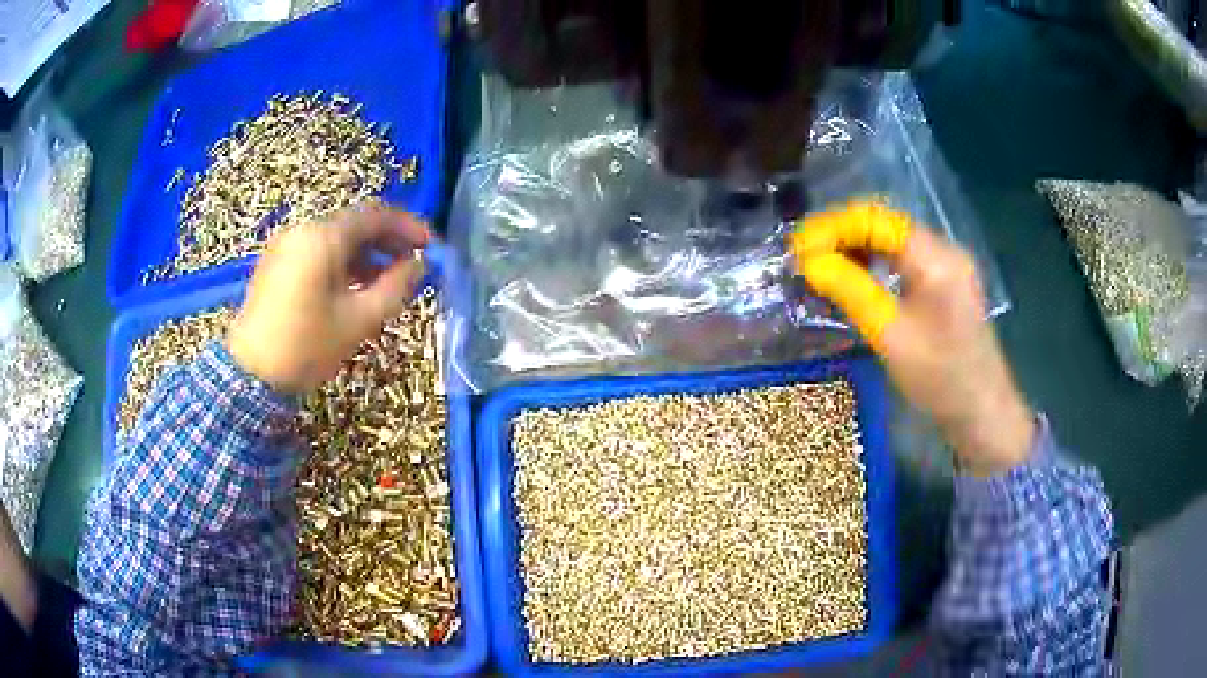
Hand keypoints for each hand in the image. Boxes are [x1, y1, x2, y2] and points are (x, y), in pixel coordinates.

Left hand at [227, 206, 431, 394]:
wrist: (250, 374)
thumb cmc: (306, 346)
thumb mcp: (358, 320)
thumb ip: (395, 287)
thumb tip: (419, 265)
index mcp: (322, 238)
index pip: (374, 215)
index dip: (408, 227)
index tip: (431, 246)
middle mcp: (303, 231)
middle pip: (354, 223)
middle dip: (387, 240)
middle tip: (413, 263)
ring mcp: (286, 246)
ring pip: (335, 238)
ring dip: (366, 253)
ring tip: (387, 280)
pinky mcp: (277, 264)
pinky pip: (317, 251)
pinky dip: (342, 262)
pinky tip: (355, 286)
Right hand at [791, 200, 1034, 476]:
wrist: (982, 411)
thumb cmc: (940, 379)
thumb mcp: (891, 336)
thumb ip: (850, 291)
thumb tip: (809, 262)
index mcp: (936, 258)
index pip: (876, 220)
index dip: (832, 227)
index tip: (798, 247)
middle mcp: (943, 249)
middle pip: (884, 225)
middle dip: (840, 235)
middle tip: (804, 258)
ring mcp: (947, 264)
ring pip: (892, 240)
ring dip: (855, 248)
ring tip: (823, 267)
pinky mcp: (945, 281)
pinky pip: (903, 259)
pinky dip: (875, 263)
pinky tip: (855, 278)